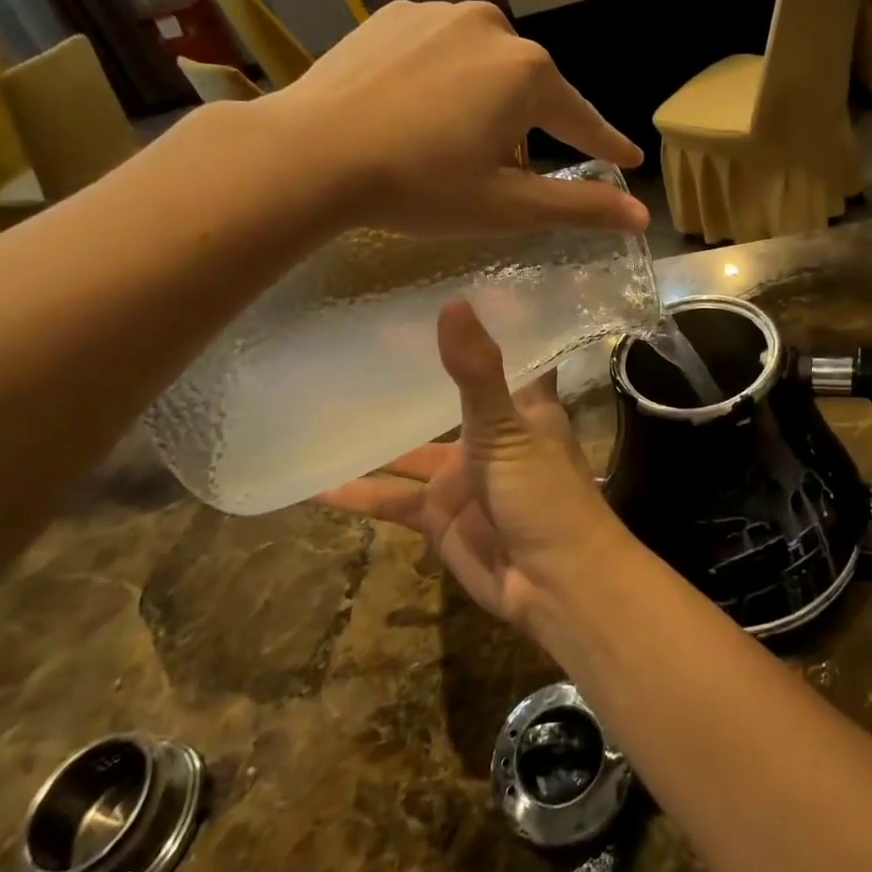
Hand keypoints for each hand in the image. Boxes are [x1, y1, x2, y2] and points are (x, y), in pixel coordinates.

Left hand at [265, 0, 647, 236]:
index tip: (629, 158)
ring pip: (485, 64)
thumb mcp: (506, 206)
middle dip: (533, 127)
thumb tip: (641, 216)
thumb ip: (580, 207)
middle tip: (514, 169)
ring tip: (457, 141)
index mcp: (527, 73)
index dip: (607, 144)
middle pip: (531, 87)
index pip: (582, 118)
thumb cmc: (420, 186)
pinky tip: (419, 109)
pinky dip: (446, 79)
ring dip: (488, 100)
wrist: (309, 153)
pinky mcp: (392, 15)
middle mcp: (492, 27)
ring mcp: (437, 13)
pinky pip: (441, 49)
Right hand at [317, 299, 632, 631]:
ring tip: (324, 404)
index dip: (488, 324)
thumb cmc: (543, 493)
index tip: (450, 288)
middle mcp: (491, 435)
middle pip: (448, 397)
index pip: (509, 352)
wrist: (554, 583)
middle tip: (360, 341)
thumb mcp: (507, 427)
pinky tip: (317, 482)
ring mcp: (463, 477)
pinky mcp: (440, 517)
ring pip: (410, 449)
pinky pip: (392, 499)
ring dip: (375, 435)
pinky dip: (359, 492)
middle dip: (412, 376)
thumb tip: (453, 302)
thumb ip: (476, 371)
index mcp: (522, 406)